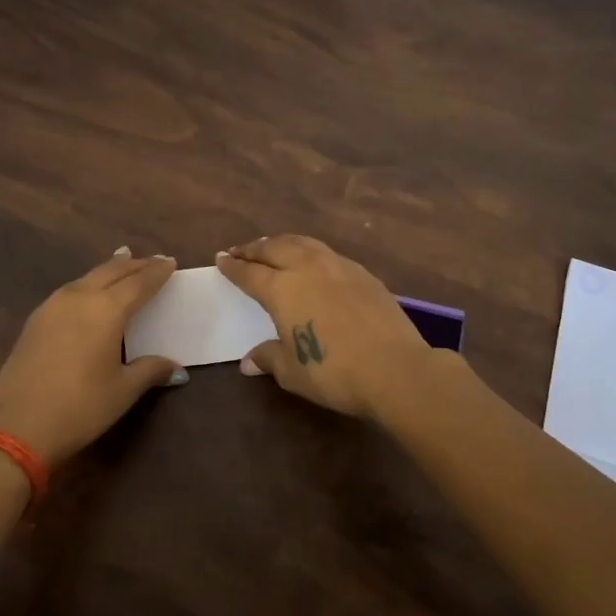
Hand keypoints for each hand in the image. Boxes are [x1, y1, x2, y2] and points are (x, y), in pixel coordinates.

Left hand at [0, 247, 186, 467]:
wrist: (17, 425)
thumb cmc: (80, 406)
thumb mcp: (123, 390)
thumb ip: (150, 371)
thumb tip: (175, 368)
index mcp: (106, 309)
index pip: (139, 283)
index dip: (157, 272)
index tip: (171, 262)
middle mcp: (79, 297)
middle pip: (111, 272)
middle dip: (134, 265)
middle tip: (152, 260)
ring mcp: (52, 307)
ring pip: (87, 277)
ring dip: (108, 270)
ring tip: (122, 262)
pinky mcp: (35, 321)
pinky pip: (69, 290)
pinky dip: (87, 284)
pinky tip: (88, 292)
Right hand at [214, 234, 432, 419]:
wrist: (394, 368)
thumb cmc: (333, 372)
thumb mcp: (292, 371)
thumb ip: (268, 358)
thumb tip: (249, 361)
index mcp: (282, 288)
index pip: (249, 272)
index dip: (233, 266)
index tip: (221, 258)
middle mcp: (307, 268)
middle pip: (274, 248)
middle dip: (254, 248)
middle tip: (241, 251)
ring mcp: (338, 266)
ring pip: (303, 243)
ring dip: (283, 243)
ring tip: (273, 247)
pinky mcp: (363, 274)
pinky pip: (328, 254)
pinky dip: (310, 252)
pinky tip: (313, 263)